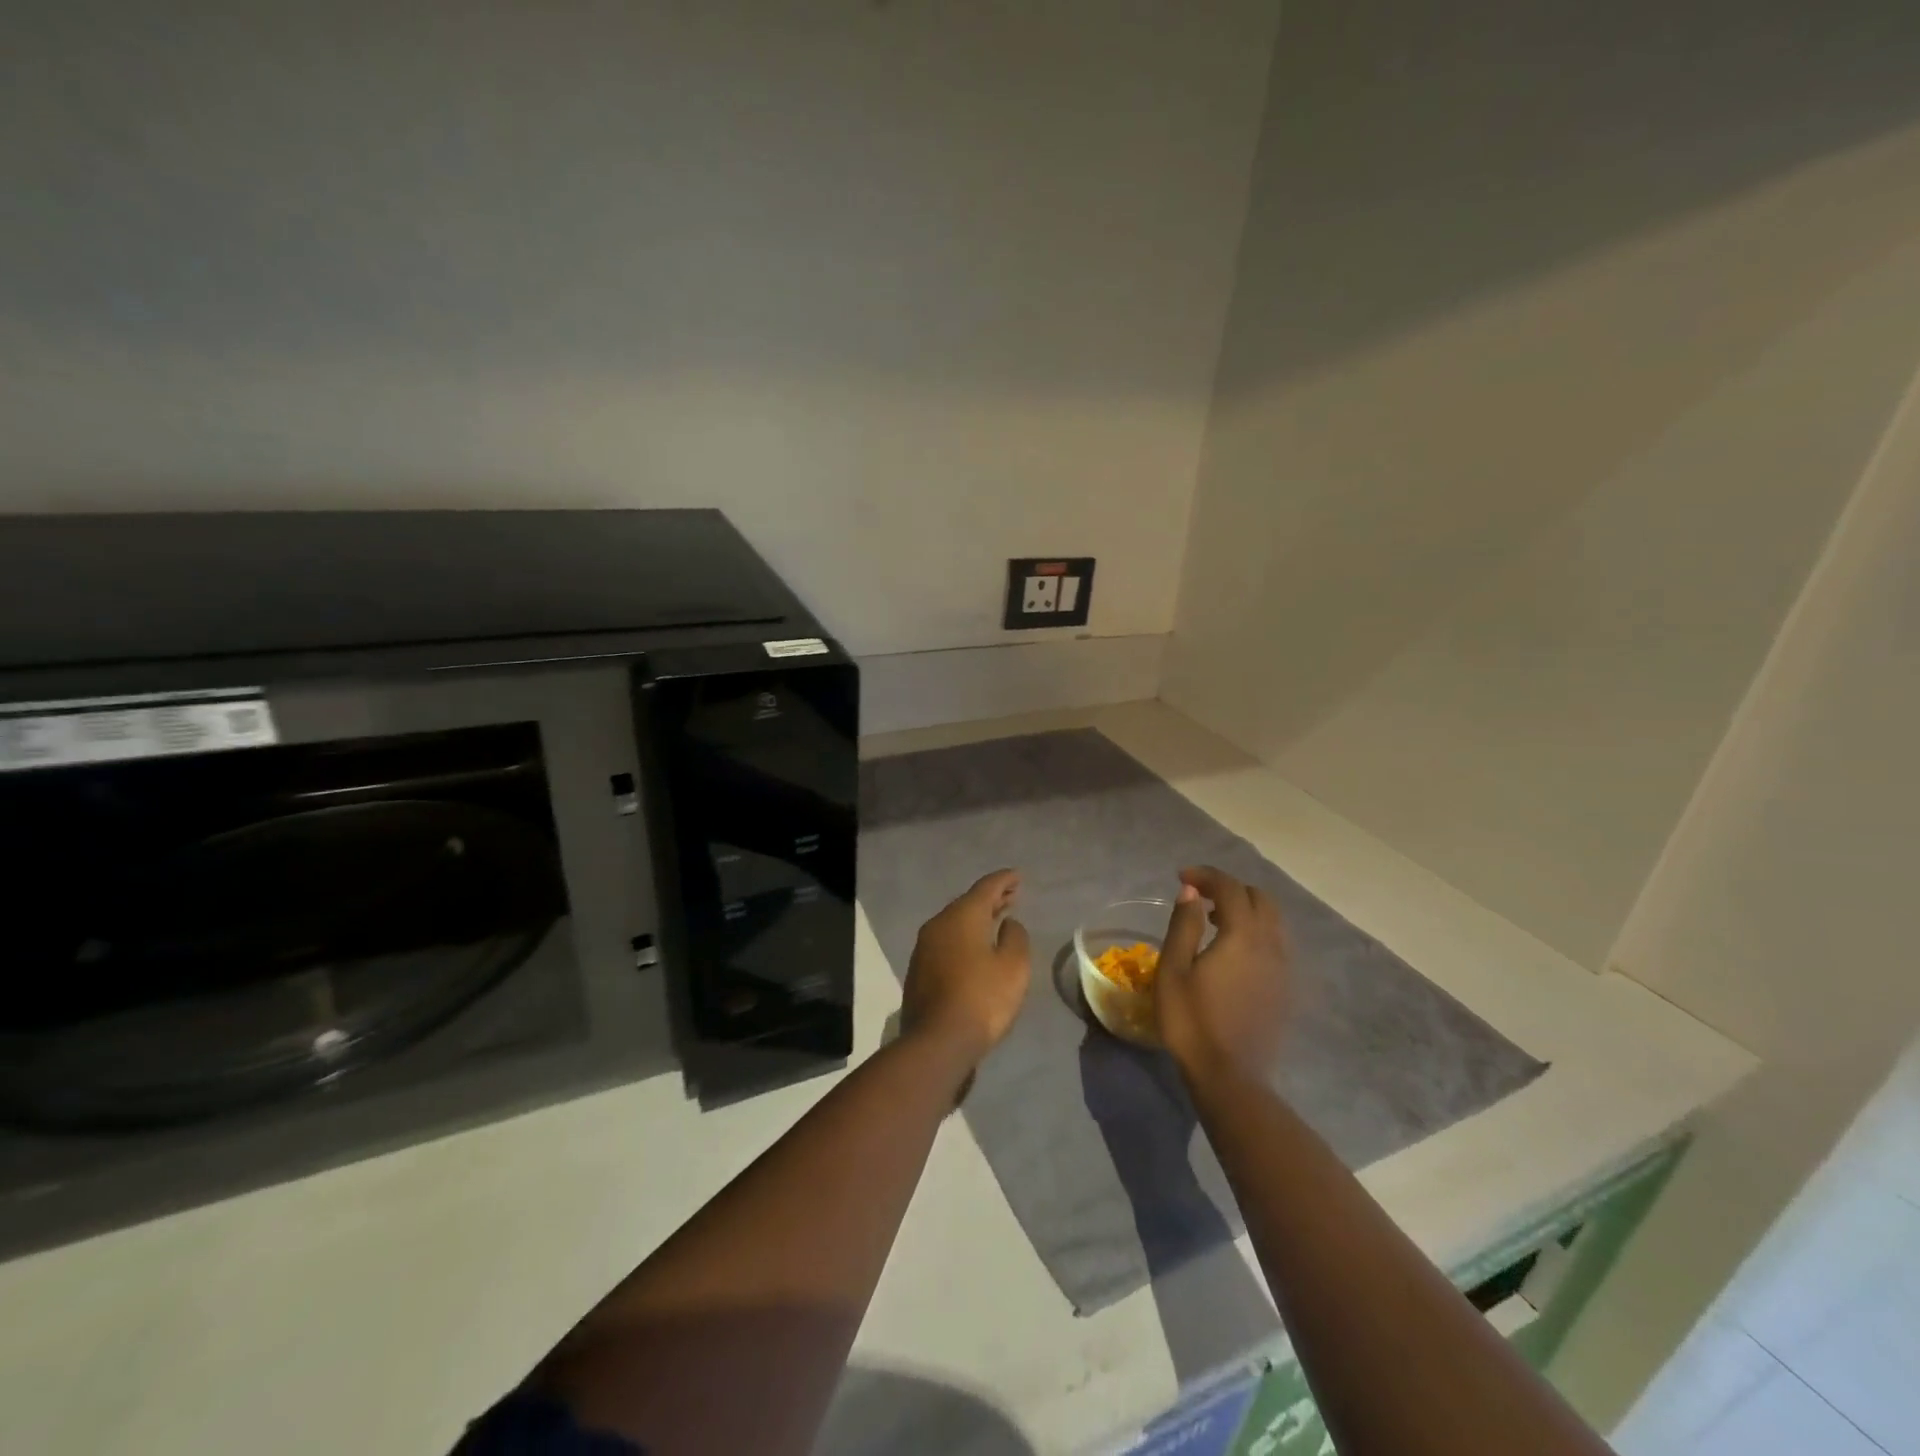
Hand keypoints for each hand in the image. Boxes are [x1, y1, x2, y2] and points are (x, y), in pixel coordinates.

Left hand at [901, 869, 1031, 1064]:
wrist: (938, 1041)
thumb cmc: (983, 999)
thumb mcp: (1014, 967)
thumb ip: (1015, 938)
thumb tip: (1007, 924)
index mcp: (962, 916)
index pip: (986, 887)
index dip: (1003, 880)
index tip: (1017, 876)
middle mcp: (939, 924)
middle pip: (967, 903)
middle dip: (990, 899)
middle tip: (1011, 896)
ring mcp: (925, 948)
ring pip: (955, 923)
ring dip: (976, 919)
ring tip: (996, 920)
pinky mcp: (919, 970)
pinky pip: (946, 943)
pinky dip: (964, 938)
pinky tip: (976, 949)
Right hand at [1156, 866, 1289, 1081]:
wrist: (1231, 1077)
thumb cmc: (1192, 1021)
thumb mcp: (1174, 970)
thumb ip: (1184, 925)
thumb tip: (1191, 891)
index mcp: (1242, 935)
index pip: (1230, 888)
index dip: (1206, 876)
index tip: (1181, 877)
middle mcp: (1270, 945)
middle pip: (1259, 899)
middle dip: (1230, 889)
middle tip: (1200, 898)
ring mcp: (1283, 968)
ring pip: (1272, 921)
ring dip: (1245, 910)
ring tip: (1215, 922)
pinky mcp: (1285, 989)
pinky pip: (1275, 944)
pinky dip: (1256, 932)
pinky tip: (1233, 952)